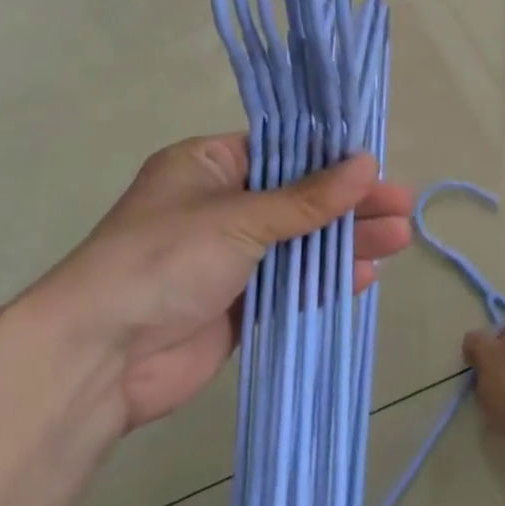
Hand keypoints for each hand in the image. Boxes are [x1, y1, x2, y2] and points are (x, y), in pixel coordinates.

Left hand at [21, 134, 412, 430]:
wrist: (102, 355)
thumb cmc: (165, 259)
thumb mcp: (239, 217)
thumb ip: (307, 198)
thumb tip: (367, 164)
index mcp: (207, 165)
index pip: (280, 149)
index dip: (330, 156)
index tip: (376, 165)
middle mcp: (219, 205)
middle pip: (297, 197)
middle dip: (349, 203)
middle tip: (402, 206)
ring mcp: (228, 257)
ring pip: (298, 242)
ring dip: (345, 241)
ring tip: (400, 239)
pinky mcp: (237, 303)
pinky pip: (289, 283)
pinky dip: (323, 278)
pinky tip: (364, 275)